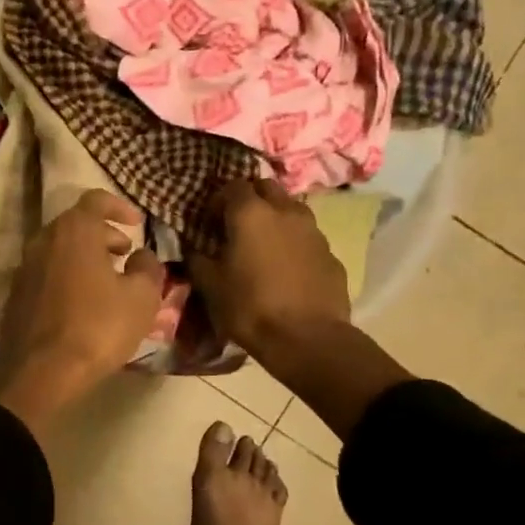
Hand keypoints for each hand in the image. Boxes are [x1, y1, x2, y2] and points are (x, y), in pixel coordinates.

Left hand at [0, 189, 165, 435]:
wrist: (40, 372)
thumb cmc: (97, 327)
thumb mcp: (141, 298)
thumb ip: (148, 268)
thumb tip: (142, 256)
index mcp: (74, 231)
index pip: (95, 200)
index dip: (119, 206)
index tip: (136, 223)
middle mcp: (43, 240)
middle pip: (75, 225)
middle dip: (103, 235)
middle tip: (125, 254)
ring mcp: (24, 267)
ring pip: (59, 250)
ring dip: (84, 257)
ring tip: (107, 281)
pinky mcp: (15, 295)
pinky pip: (46, 274)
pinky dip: (66, 276)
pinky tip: (82, 304)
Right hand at [190, 179, 350, 360]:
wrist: (307, 339)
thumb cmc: (250, 307)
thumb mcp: (210, 285)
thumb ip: (198, 258)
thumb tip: (194, 247)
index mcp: (251, 213)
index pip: (233, 185)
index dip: (219, 199)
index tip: (210, 220)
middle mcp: (285, 211)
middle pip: (267, 187)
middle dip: (251, 198)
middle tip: (237, 223)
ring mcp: (313, 231)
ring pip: (291, 209)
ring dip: (276, 217)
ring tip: (264, 244)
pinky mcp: (331, 253)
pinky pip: (308, 237)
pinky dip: (294, 242)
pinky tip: (287, 268)